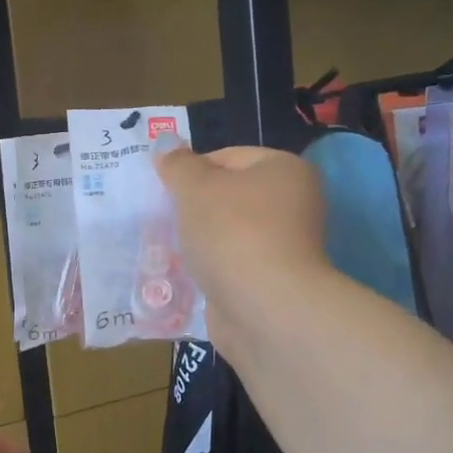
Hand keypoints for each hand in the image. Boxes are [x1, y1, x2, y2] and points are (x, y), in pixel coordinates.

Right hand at [158, 146, 331, 348]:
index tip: (163, 192)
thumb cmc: (232, 233)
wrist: (262, 307)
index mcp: (284, 170)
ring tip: (165, 250)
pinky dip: (207, 270)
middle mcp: (292, 204)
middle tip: (160, 220)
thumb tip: (166, 145)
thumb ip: (178, 165)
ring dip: (196, 241)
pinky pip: (228, 266)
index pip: (227, 156)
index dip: (191, 171)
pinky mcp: (269, 282)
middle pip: (227, 197)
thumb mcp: (195, 188)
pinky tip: (182, 277)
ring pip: (225, 234)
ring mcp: (282, 246)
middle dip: (191, 209)